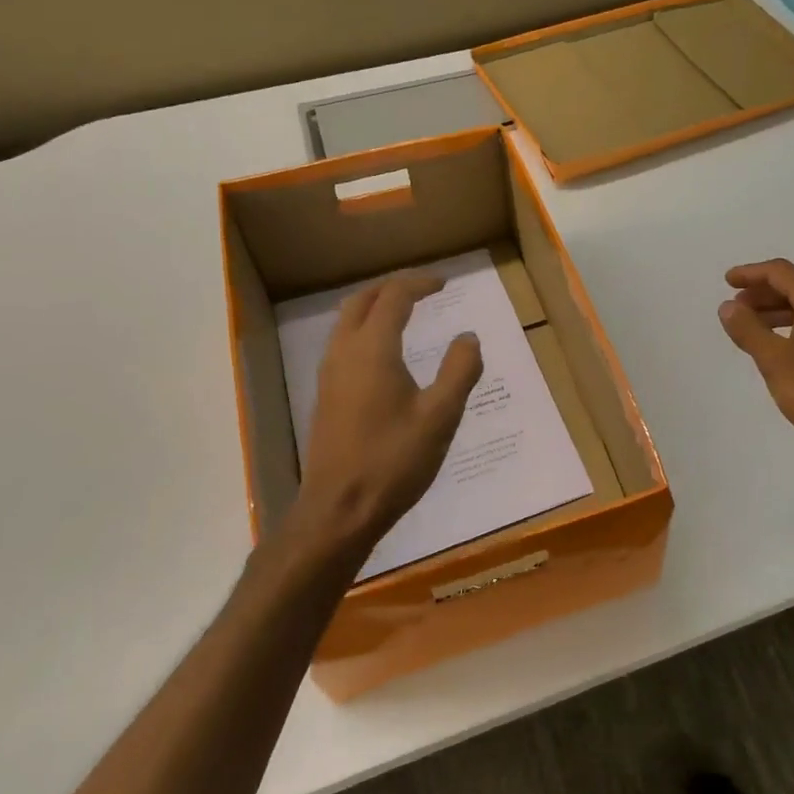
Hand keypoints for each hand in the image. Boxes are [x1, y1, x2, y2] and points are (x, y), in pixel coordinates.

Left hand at [289, 272, 483, 556]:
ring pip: (347, 322)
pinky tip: (384, 354)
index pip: (394, 297)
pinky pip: (343, 343)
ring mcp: (329, 374)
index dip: (419, 284)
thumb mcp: (441, 416)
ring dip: (375, 307)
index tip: (444, 284)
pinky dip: (364, 330)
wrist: (339, 509)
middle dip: (392, 288)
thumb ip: (460, 371)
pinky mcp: (325, 396)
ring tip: (404, 313)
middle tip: (422, 290)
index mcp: (373, 350)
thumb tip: (468, 337)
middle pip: (362, 301)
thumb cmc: (394, 460)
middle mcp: (345, 352)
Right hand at [718, 259, 793, 465]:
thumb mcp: (774, 360)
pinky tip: (780, 348)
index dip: (751, 273)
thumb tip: (728, 306)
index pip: (782, 273)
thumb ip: (748, 329)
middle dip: (763, 294)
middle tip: (735, 307)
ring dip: (777, 312)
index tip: (727, 282)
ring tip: (751, 327)